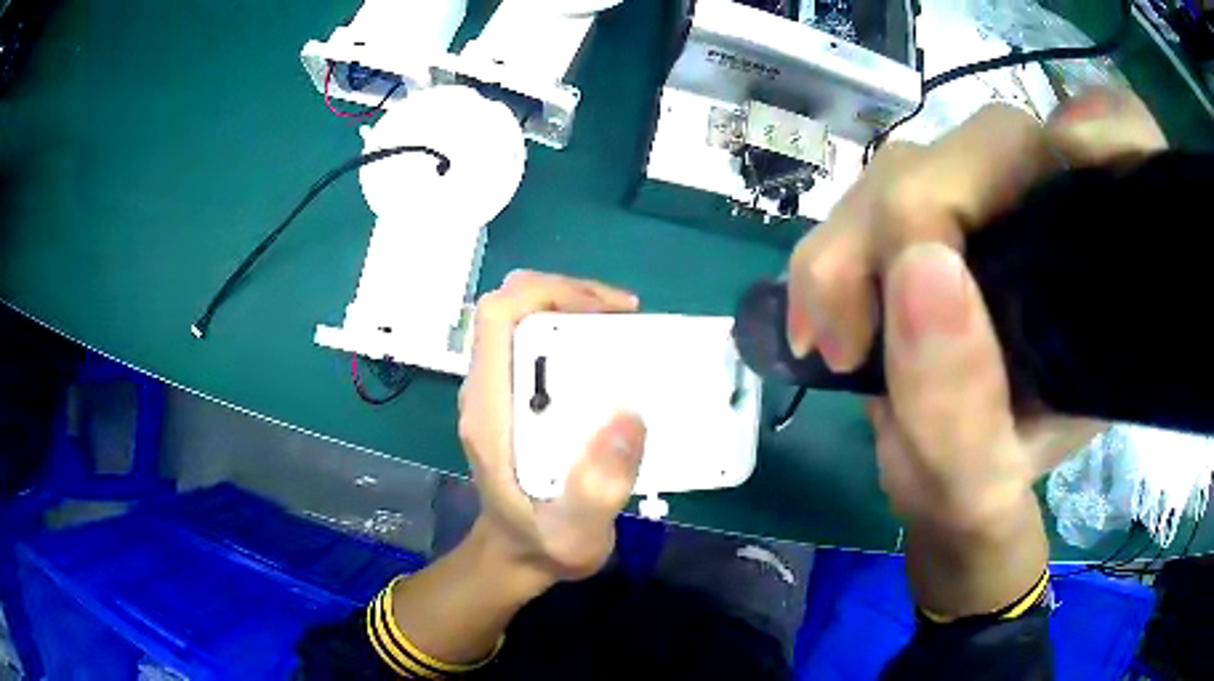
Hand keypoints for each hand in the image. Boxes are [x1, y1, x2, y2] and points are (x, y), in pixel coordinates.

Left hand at [458, 270, 645, 582]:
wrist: (519, 555)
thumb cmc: (544, 544)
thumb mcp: (576, 534)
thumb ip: (598, 489)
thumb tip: (629, 417)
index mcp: (489, 410)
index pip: (496, 318)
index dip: (547, 294)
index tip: (605, 313)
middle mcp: (486, 390)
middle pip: (510, 307)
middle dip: (566, 294)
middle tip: (624, 315)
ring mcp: (498, 391)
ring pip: (521, 318)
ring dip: (571, 307)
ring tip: (624, 326)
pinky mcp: (514, 397)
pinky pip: (535, 341)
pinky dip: (572, 330)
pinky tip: (609, 351)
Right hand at [786, 89, 1165, 529]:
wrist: (941, 485)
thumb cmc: (980, 488)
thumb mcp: (975, 487)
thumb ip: (958, 413)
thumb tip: (919, 269)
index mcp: (1102, 274)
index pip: (1133, 147)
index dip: (1115, 129)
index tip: (1077, 165)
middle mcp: (1051, 220)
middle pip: (997, 142)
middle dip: (917, 214)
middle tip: (862, 334)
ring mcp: (984, 208)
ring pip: (919, 160)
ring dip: (858, 241)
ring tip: (837, 343)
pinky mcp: (927, 214)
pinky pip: (872, 192)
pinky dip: (833, 249)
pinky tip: (823, 321)